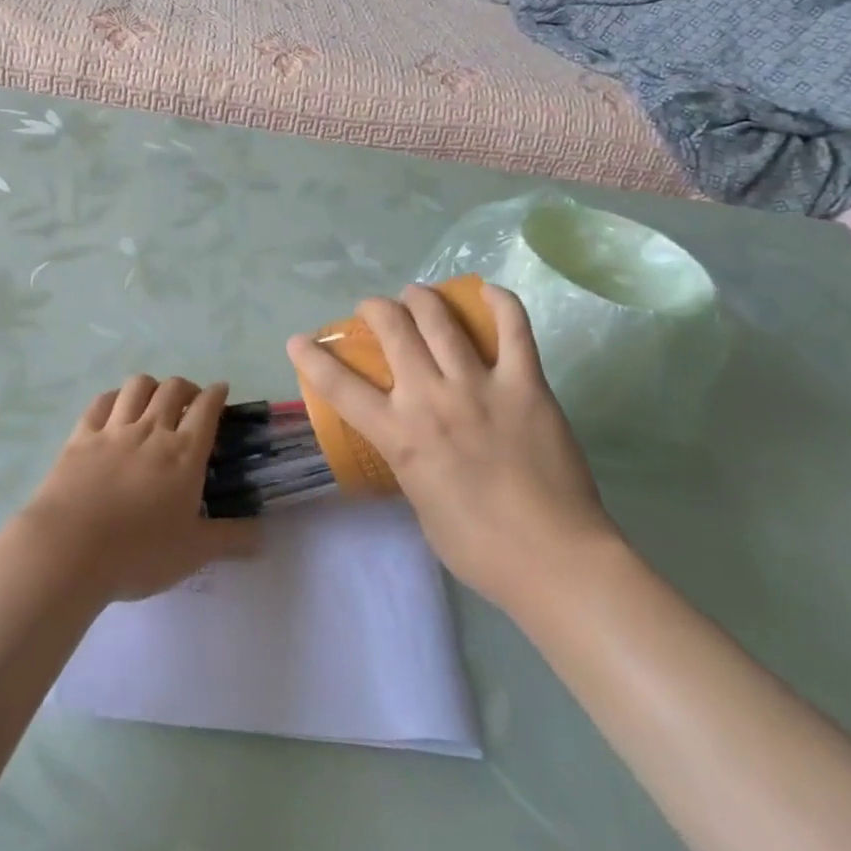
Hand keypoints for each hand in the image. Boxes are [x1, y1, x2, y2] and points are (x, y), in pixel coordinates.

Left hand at [19, 376, 259, 602]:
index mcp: (184, 454)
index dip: (217, 394)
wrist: (70, 549)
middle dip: (187, 387)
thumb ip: (231, 539)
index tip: (221, 390)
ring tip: (155, 400)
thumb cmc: (138, 552)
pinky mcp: (81, 436)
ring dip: (152, 386)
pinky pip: (101, 402)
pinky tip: (116, 407)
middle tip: (190, 402)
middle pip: (173, 389)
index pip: (207, 409)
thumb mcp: (193, 553)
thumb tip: (263, 534)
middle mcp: (151, 431)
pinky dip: (115, 397)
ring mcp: (113, 430)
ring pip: (137, 386)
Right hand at [287, 284, 618, 605]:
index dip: (312, 358)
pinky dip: (500, 303)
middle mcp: (431, 398)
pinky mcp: (525, 384)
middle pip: (392, 329)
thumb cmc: (477, 548)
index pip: (339, 386)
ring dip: (422, 297)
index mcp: (399, 435)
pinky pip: (514, 330)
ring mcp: (479, 386)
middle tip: (375, 310)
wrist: (552, 559)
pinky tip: (487, 290)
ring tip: (416, 294)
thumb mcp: (419, 503)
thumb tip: (413, 443)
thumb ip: (409, 463)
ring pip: (441, 319)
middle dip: (375, 308)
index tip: (299, 340)